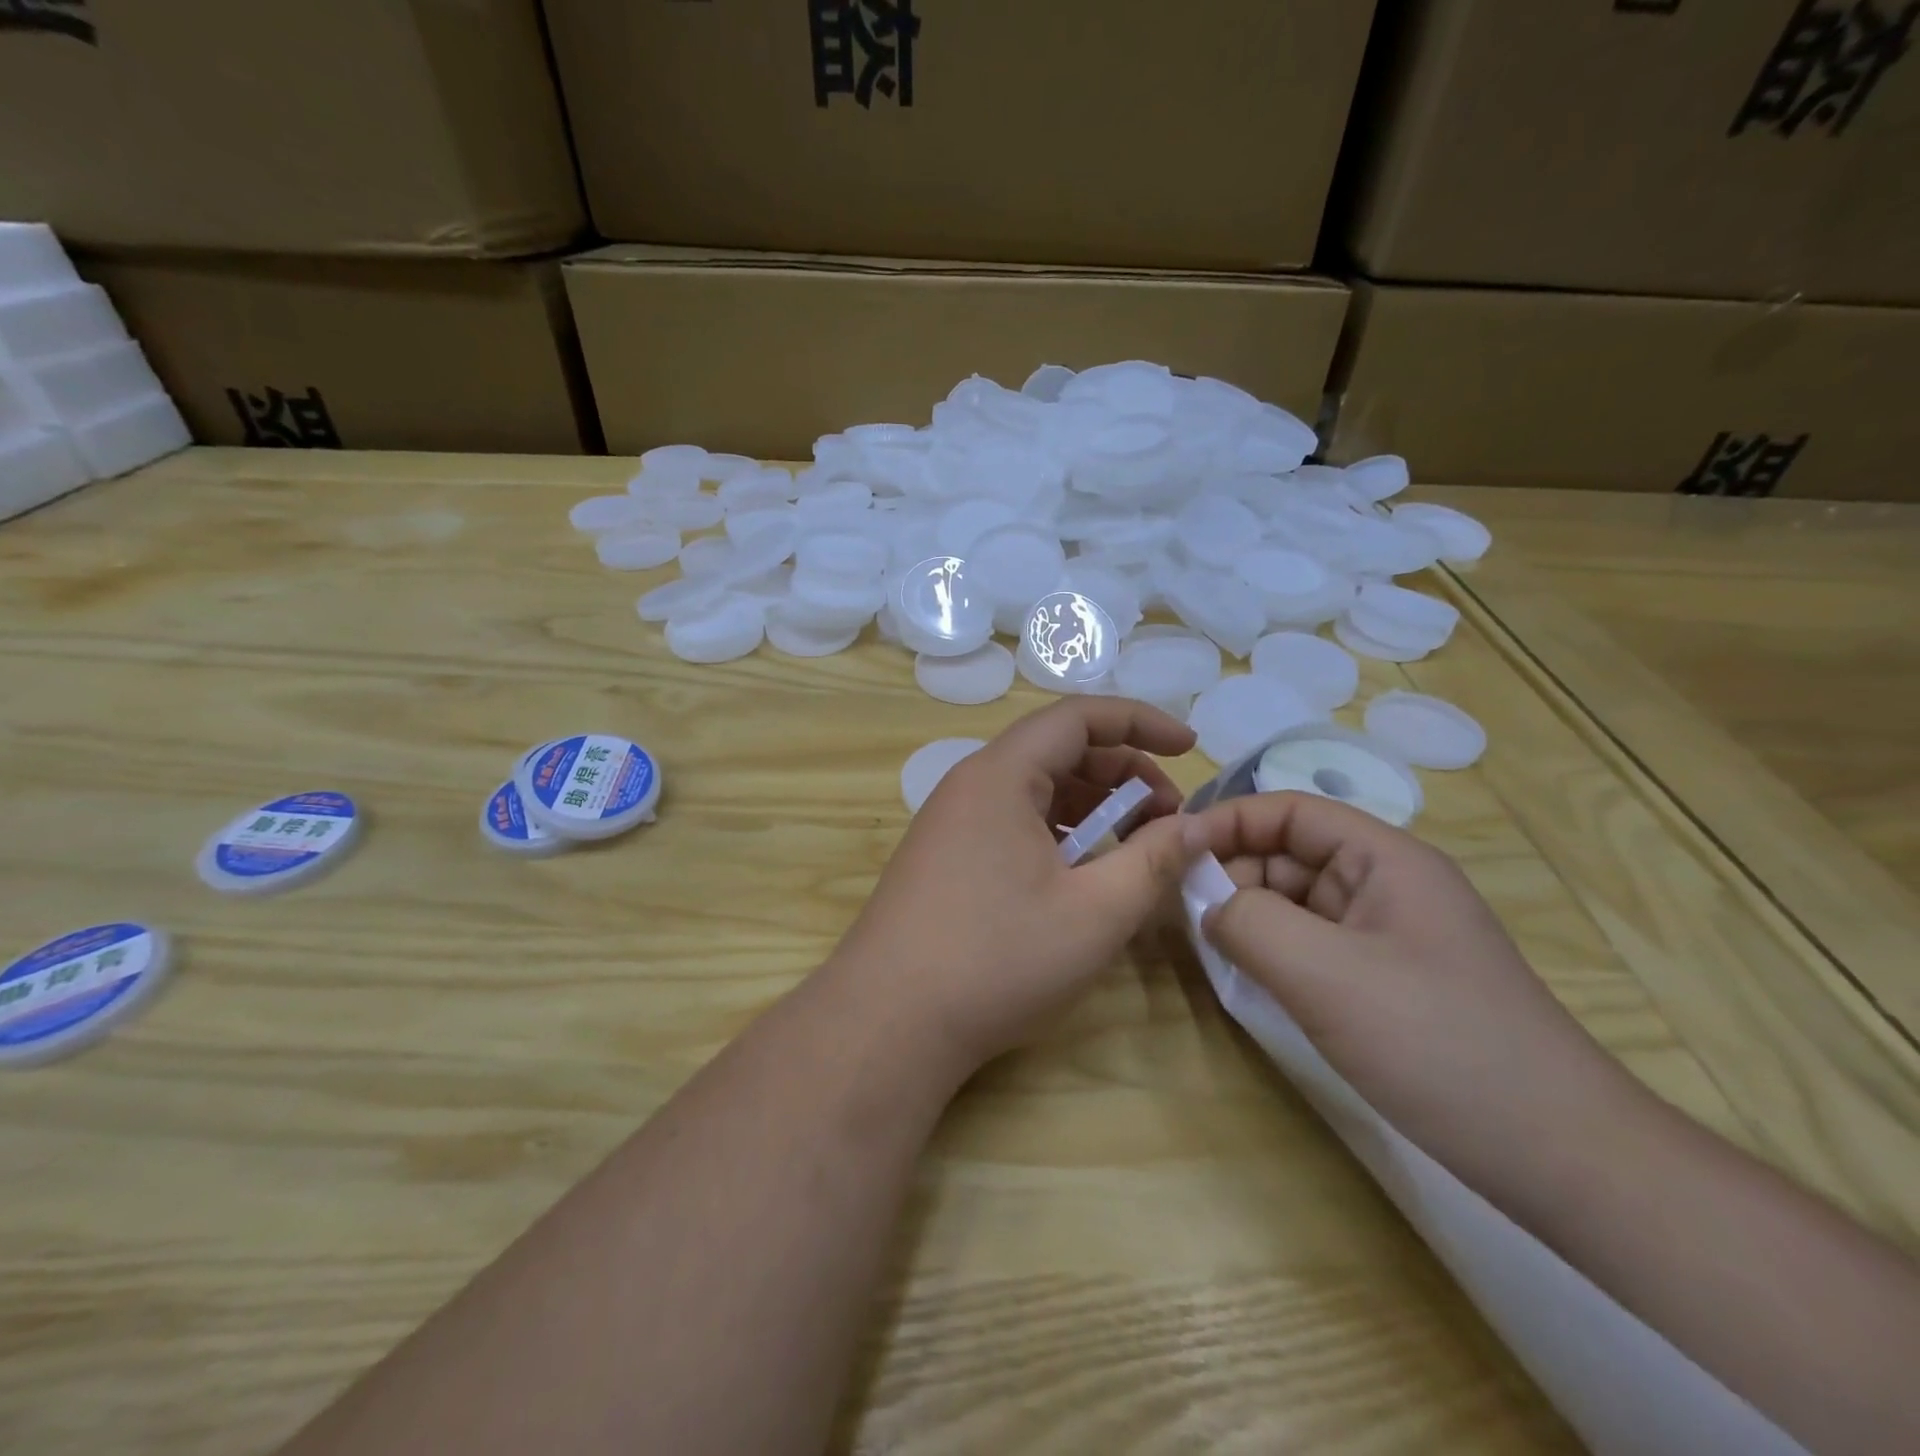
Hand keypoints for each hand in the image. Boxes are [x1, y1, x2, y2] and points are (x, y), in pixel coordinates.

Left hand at [828, 699, 1209, 1078]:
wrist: (887, 1022)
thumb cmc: (996, 959)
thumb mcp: (1095, 912)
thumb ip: (1153, 860)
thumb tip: (1193, 827)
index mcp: (1001, 775)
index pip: (1078, 717)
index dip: (1140, 721)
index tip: (1190, 747)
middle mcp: (970, 785)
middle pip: (1057, 751)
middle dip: (1123, 772)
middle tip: (1169, 817)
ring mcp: (952, 822)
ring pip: (1036, 790)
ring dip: (1093, 806)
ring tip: (1136, 846)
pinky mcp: (945, 857)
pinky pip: (1013, 822)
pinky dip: (1059, 833)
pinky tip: (1083, 872)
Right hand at [1193, 791, 1653, 1213]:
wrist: (1561, 1158)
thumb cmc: (1438, 1043)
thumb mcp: (1325, 974)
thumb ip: (1248, 922)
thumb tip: (1204, 902)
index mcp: (1384, 858)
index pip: (1289, 810)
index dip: (1226, 820)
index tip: (1169, 849)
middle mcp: (1384, 885)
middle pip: (1287, 854)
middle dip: (1230, 871)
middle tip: (1174, 908)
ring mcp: (1385, 936)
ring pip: (1294, 902)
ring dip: (1246, 914)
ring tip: (1201, 943)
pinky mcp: (1382, 982)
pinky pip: (1309, 946)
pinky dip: (1270, 951)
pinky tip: (1243, 975)